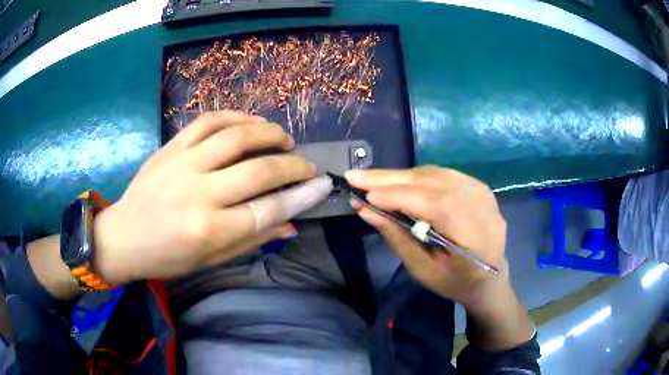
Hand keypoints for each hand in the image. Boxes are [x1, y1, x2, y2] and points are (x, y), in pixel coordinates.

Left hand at [92, 111, 331, 283]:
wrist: (124, 236)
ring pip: (236, 136)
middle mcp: (199, 194)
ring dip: (268, 133)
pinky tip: (250, 122)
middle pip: (259, 171)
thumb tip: (291, 223)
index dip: (302, 196)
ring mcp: (183, 164)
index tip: (322, 185)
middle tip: (306, 165)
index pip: (269, 209)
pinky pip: (208, 121)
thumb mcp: (211, 260)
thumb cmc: (167, 257)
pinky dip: (235, 116)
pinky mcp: (171, 147)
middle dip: (293, 166)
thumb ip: (252, 239)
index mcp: (210, 230)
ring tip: (283, 138)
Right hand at [346, 166, 507, 307]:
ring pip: (434, 173)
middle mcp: (481, 205)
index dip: (398, 196)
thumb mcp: (423, 270)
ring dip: (400, 176)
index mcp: (474, 235)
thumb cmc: (456, 282)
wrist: (490, 277)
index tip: (363, 194)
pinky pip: (441, 174)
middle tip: (355, 176)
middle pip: (432, 182)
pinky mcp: (478, 185)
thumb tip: (365, 210)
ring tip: (371, 180)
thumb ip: (397, 237)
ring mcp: (482, 191)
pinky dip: (416, 177)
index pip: (434, 204)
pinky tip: (397, 182)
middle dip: (390, 179)